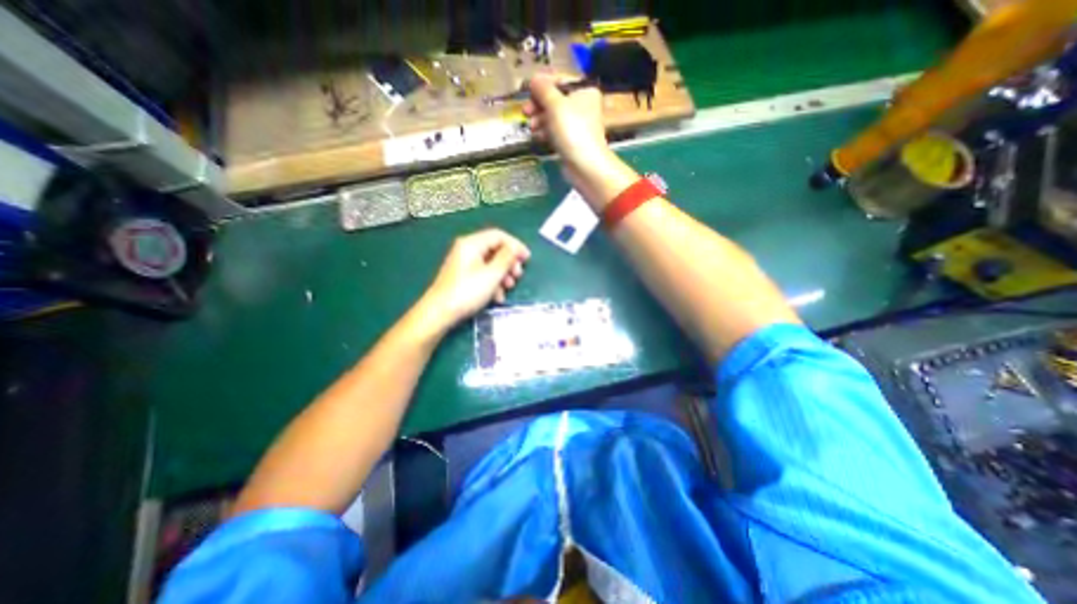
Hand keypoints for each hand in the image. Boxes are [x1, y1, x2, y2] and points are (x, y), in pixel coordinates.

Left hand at [419, 227, 530, 330]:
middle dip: (509, 262)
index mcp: (472, 243)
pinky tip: (497, 297)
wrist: (440, 312)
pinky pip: (483, 274)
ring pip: (490, 263)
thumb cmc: (467, 291)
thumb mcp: (492, 274)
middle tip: (518, 275)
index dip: (515, 245)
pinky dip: (493, 283)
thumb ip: (506, 258)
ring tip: (508, 288)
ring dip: (503, 275)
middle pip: (495, 249)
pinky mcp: (463, 276)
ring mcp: (464, 263)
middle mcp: (467, 249)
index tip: (527, 259)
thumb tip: (515, 249)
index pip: (499, 236)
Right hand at [524, 75, 613, 185]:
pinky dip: (546, 132)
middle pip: (555, 99)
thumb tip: (533, 78)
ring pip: (553, 117)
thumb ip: (543, 90)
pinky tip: (538, 136)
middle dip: (539, 105)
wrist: (585, 165)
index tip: (526, 89)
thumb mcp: (555, 105)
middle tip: (525, 112)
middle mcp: (583, 105)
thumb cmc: (572, 130)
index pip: (560, 80)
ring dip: (540, 120)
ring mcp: (577, 125)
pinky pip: (556, 131)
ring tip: (531, 127)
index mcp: (584, 91)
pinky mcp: (571, 141)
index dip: (542, 84)